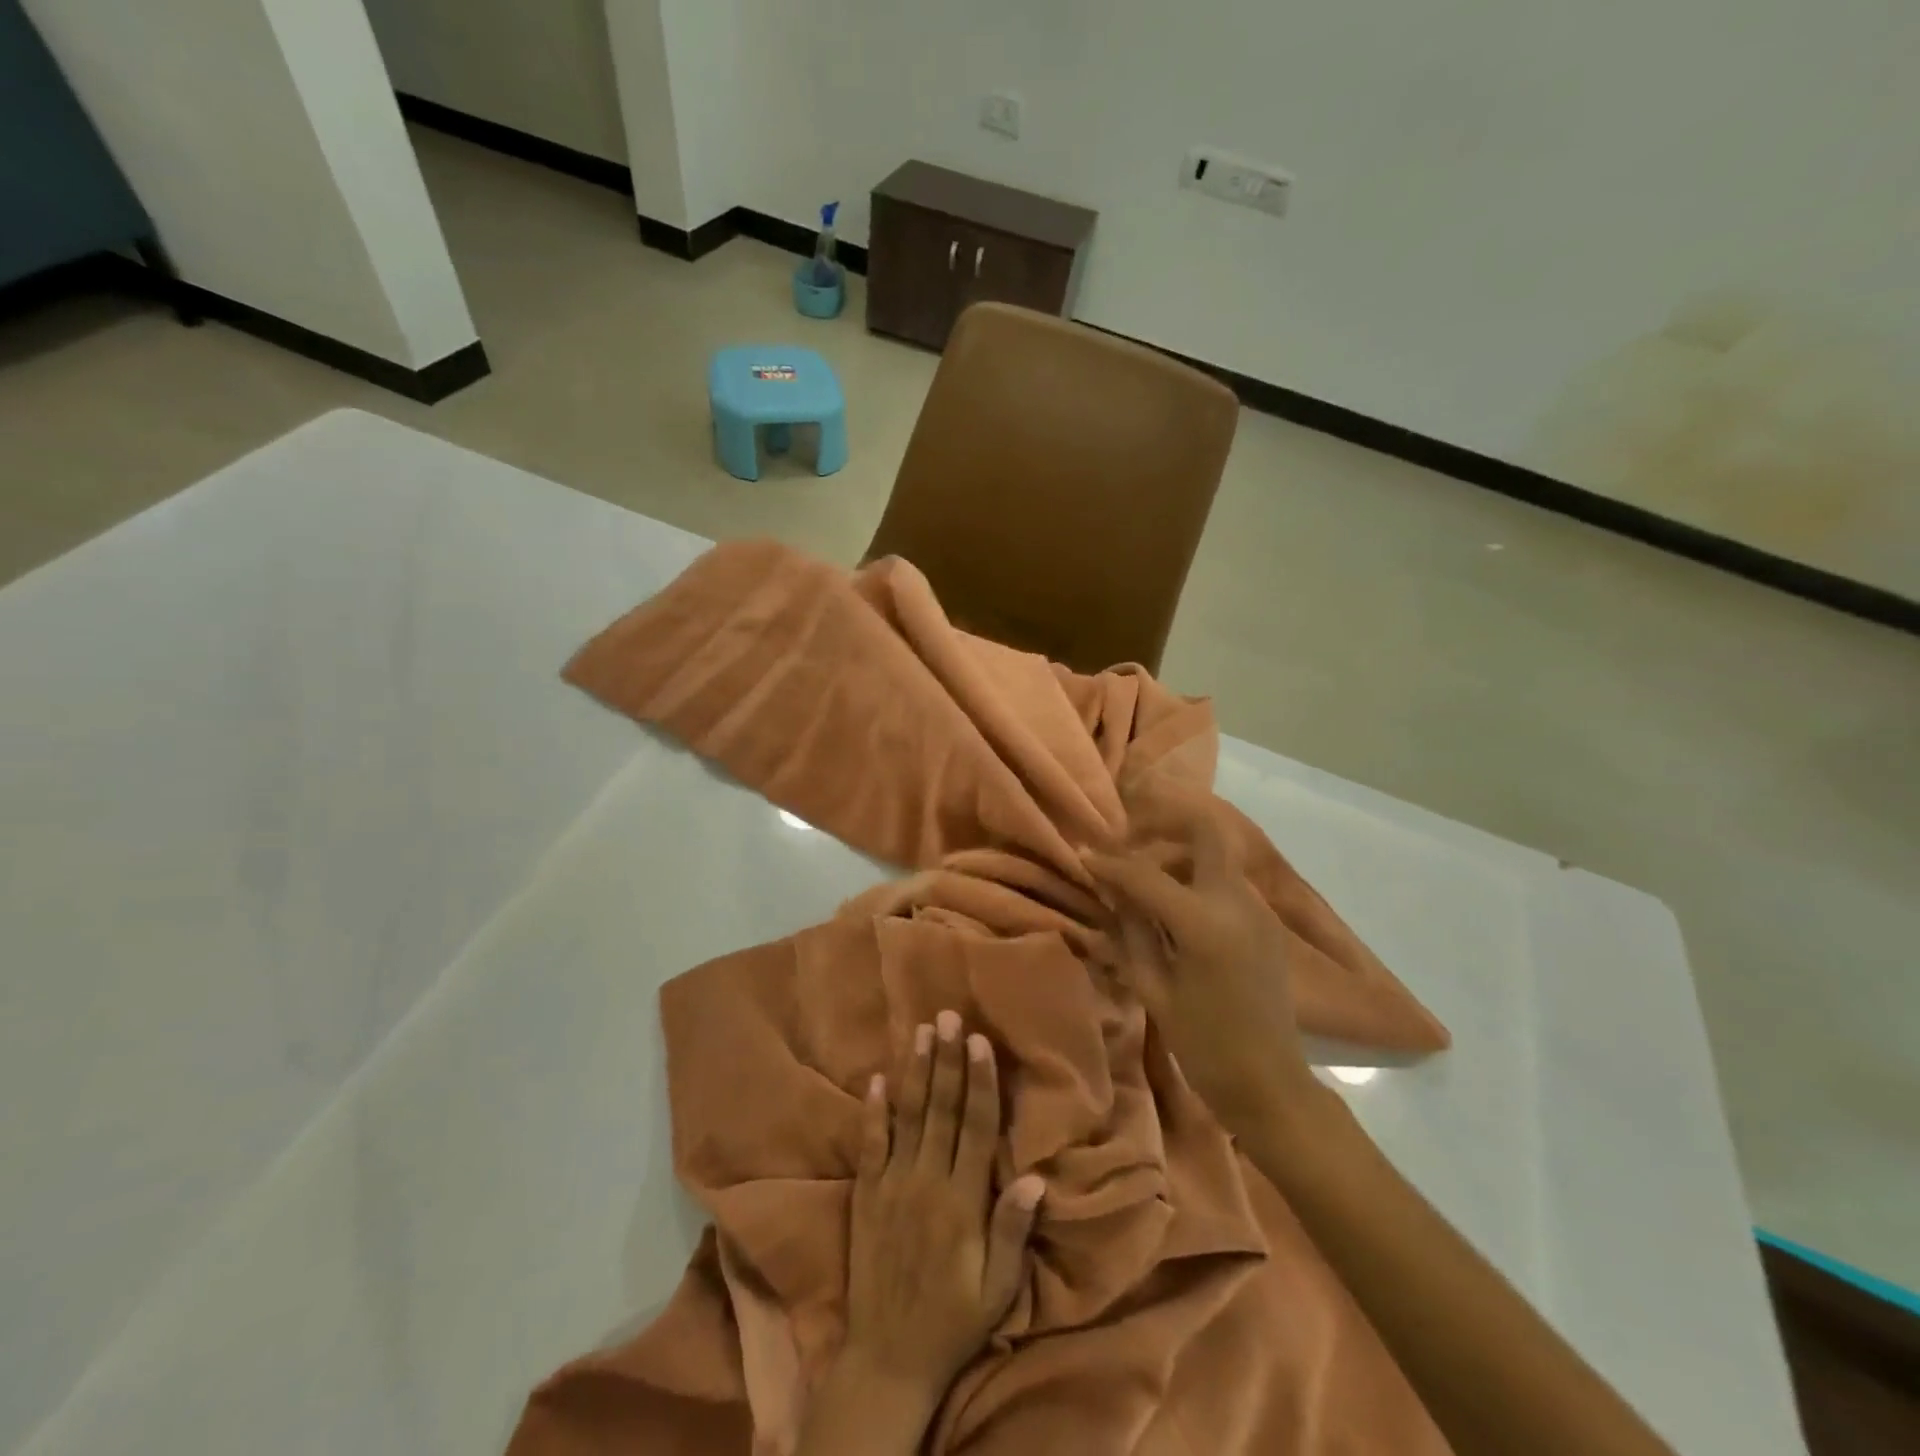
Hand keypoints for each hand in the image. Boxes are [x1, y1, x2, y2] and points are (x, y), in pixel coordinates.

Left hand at [843, 1010, 1044, 1404]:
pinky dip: (873, 1110)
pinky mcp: (866, 1194)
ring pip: (906, 1116)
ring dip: (915, 1070)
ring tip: (920, 1030)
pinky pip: (870, 1144)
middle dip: (947, 1060)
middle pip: (940, 1109)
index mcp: (962, 1201)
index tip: (980, 1041)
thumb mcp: (997, 1289)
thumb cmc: (953, 1320)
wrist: (887, 1358)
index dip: (979, 1081)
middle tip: (948, 1016)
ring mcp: (892, 1185)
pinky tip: (877, 1078)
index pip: (975, 1127)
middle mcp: (926, 1182)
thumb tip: (1035, 1177)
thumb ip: (1013, 1231)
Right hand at [1085, 783, 1318, 1135]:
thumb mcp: (1154, 989)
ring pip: (1215, 855)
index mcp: (1205, 923)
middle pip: (1205, 832)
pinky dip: (1195, 879)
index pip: (1146, 874)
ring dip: (1178, 856)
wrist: (1270, 1084)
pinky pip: (1225, 882)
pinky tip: (1173, 908)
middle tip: (1130, 845)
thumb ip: (1132, 931)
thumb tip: (1113, 892)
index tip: (1083, 853)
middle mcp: (1237, 902)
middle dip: (1164, 827)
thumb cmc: (1204, 1044)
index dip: (1109, 863)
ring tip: (1145, 882)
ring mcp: (1258, 909)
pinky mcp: (1266, 922)